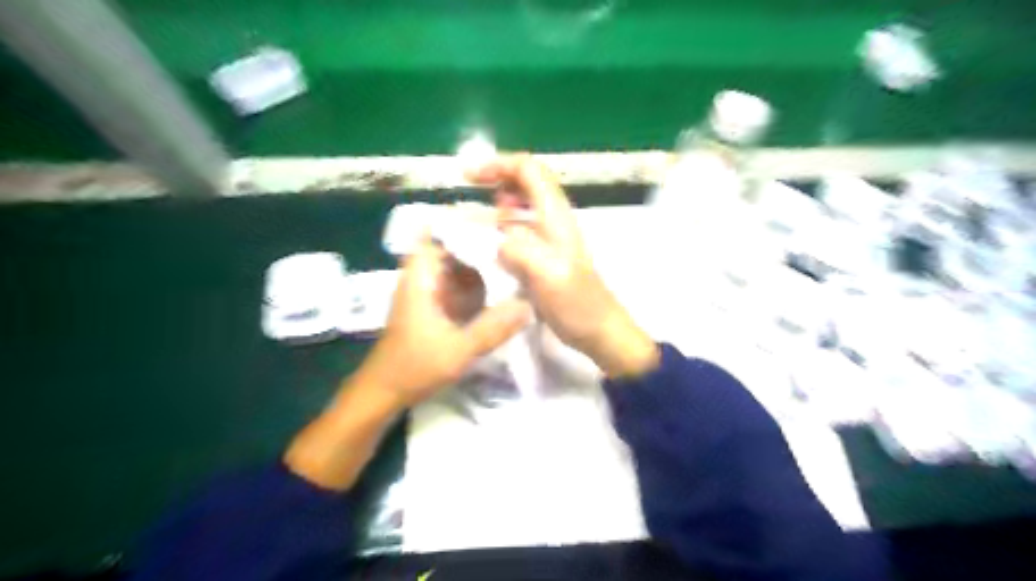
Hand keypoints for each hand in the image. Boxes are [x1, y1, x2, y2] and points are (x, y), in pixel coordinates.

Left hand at [359, 237, 533, 406]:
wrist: (383, 393)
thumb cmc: (414, 368)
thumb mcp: (457, 350)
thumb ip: (492, 329)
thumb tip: (527, 306)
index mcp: (421, 278)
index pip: (439, 232)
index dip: (465, 221)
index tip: (497, 219)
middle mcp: (424, 278)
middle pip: (452, 245)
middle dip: (481, 240)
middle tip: (517, 239)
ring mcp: (430, 292)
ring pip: (457, 265)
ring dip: (481, 261)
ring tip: (515, 257)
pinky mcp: (436, 307)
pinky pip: (459, 285)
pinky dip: (478, 281)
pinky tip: (501, 286)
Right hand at [468, 158, 658, 379]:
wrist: (597, 330)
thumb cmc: (577, 303)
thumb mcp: (548, 275)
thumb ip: (520, 251)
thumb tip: (496, 242)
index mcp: (554, 216)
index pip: (528, 170)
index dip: (499, 165)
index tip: (468, 176)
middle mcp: (550, 221)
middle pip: (522, 184)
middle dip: (493, 182)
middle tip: (464, 197)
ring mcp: (545, 239)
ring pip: (516, 210)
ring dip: (491, 209)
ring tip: (464, 224)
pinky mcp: (540, 258)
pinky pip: (514, 235)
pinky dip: (496, 233)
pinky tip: (482, 249)